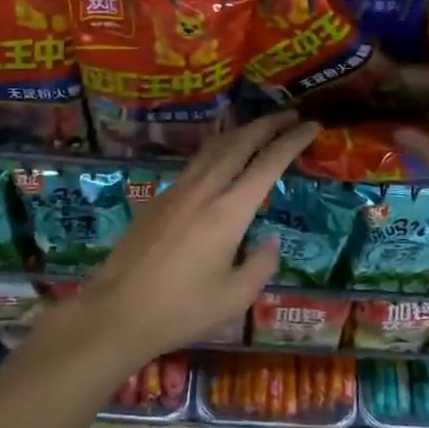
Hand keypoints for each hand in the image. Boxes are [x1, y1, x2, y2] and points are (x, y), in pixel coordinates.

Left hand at [54, 113, 318, 370]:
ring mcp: (176, 191)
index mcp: (228, 213)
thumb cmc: (181, 310)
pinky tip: (221, 160)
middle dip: (268, 124)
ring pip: (213, 148)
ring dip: (240, 132)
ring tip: (260, 128)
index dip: (292, 141)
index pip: (267, 164)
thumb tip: (270, 241)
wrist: (117, 312)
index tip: (311, 126)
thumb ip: (261, 265)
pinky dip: (217, 150)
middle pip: (239, 142)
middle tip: (291, 116)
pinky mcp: (158, 199)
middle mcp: (203, 191)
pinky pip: (195, 163)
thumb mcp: (235, 297)